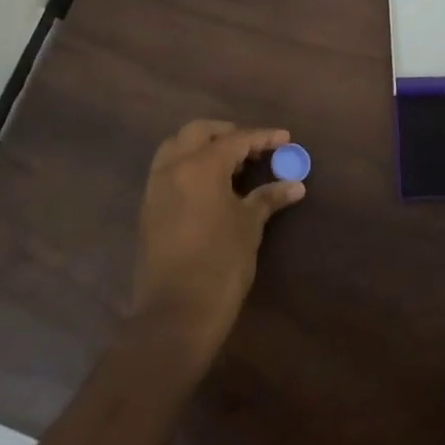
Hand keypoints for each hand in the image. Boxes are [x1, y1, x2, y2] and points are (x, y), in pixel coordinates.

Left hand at [128, 120, 304, 370]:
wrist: (176, 312)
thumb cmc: (220, 263)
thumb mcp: (249, 226)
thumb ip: (269, 197)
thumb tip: (295, 184)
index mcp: (200, 166)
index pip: (235, 140)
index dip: (263, 137)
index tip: (285, 138)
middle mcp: (172, 168)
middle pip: (198, 132)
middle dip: (227, 133)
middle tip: (253, 148)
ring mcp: (155, 187)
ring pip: (176, 147)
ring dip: (203, 146)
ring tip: (232, 165)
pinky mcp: (148, 208)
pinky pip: (168, 170)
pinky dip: (189, 166)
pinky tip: (211, 186)